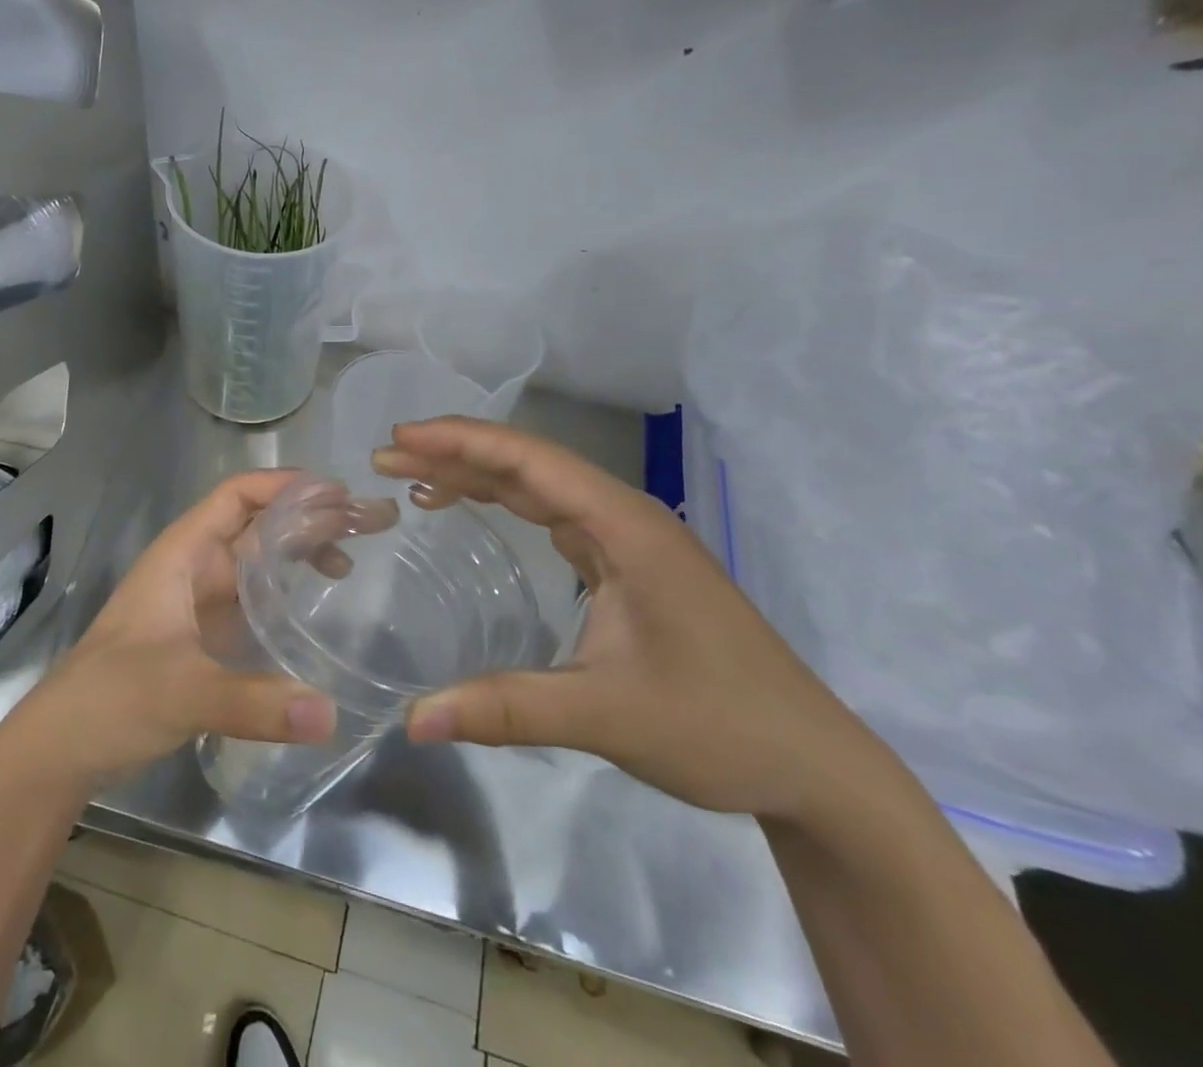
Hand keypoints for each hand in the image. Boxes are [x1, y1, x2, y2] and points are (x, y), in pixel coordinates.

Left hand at [0, 472, 336, 796]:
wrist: (62, 747)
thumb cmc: (110, 698)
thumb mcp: (181, 693)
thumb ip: (253, 703)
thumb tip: (331, 714)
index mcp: (182, 555)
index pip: (236, 497)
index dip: (283, 486)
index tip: (336, 493)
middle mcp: (194, 568)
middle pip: (257, 526)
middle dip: (307, 518)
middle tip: (366, 522)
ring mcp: (199, 603)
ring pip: (257, 563)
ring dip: (300, 553)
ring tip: (351, 559)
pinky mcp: (204, 637)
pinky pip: (254, 600)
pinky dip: (286, 594)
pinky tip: (315, 606)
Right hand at [373, 419, 895, 822]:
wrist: (813, 765)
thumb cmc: (720, 726)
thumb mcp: (607, 715)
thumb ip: (507, 708)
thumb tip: (413, 720)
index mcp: (626, 526)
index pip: (530, 461)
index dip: (462, 442)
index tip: (401, 436)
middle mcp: (625, 518)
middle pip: (529, 463)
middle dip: (456, 452)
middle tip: (388, 454)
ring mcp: (628, 540)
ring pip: (540, 486)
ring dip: (477, 474)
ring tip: (413, 475)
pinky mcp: (626, 566)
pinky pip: (552, 515)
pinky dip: (504, 503)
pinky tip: (472, 509)